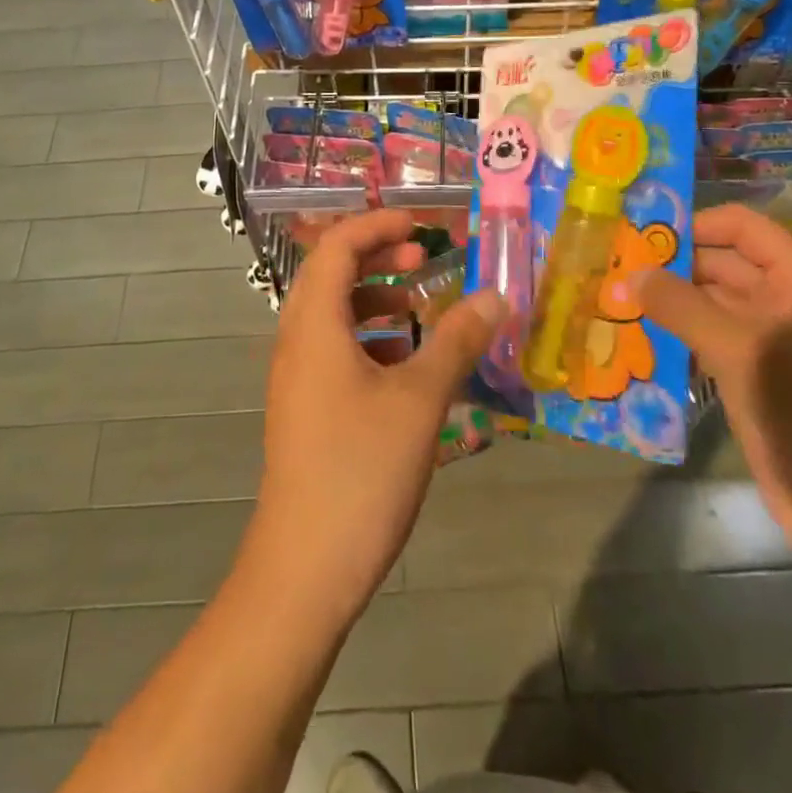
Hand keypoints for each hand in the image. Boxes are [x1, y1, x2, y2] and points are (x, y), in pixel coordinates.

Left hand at [249, 210, 504, 624]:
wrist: (304, 569)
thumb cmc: (361, 470)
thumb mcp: (420, 399)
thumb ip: (456, 341)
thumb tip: (495, 296)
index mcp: (314, 324)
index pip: (336, 247)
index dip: (376, 225)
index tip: (421, 224)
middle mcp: (296, 341)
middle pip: (330, 274)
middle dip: (377, 257)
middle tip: (424, 259)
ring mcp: (297, 378)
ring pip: (333, 315)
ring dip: (375, 300)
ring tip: (419, 311)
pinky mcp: (305, 409)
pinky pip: (335, 351)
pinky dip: (370, 340)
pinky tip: (407, 368)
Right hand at [635, 204, 791, 558]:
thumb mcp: (740, 352)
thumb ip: (682, 305)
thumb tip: (632, 272)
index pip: (742, 227)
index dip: (694, 224)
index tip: (641, 234)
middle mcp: (788, 302)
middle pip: (723, 264)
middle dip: (671, 266)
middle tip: (614, 268)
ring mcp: (773, 341)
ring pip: (712, 305)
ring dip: (669, 303)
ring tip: (616, 299)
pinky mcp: (757, 377)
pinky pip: (711, 341)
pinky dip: (678, 336)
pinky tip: (638, 340)